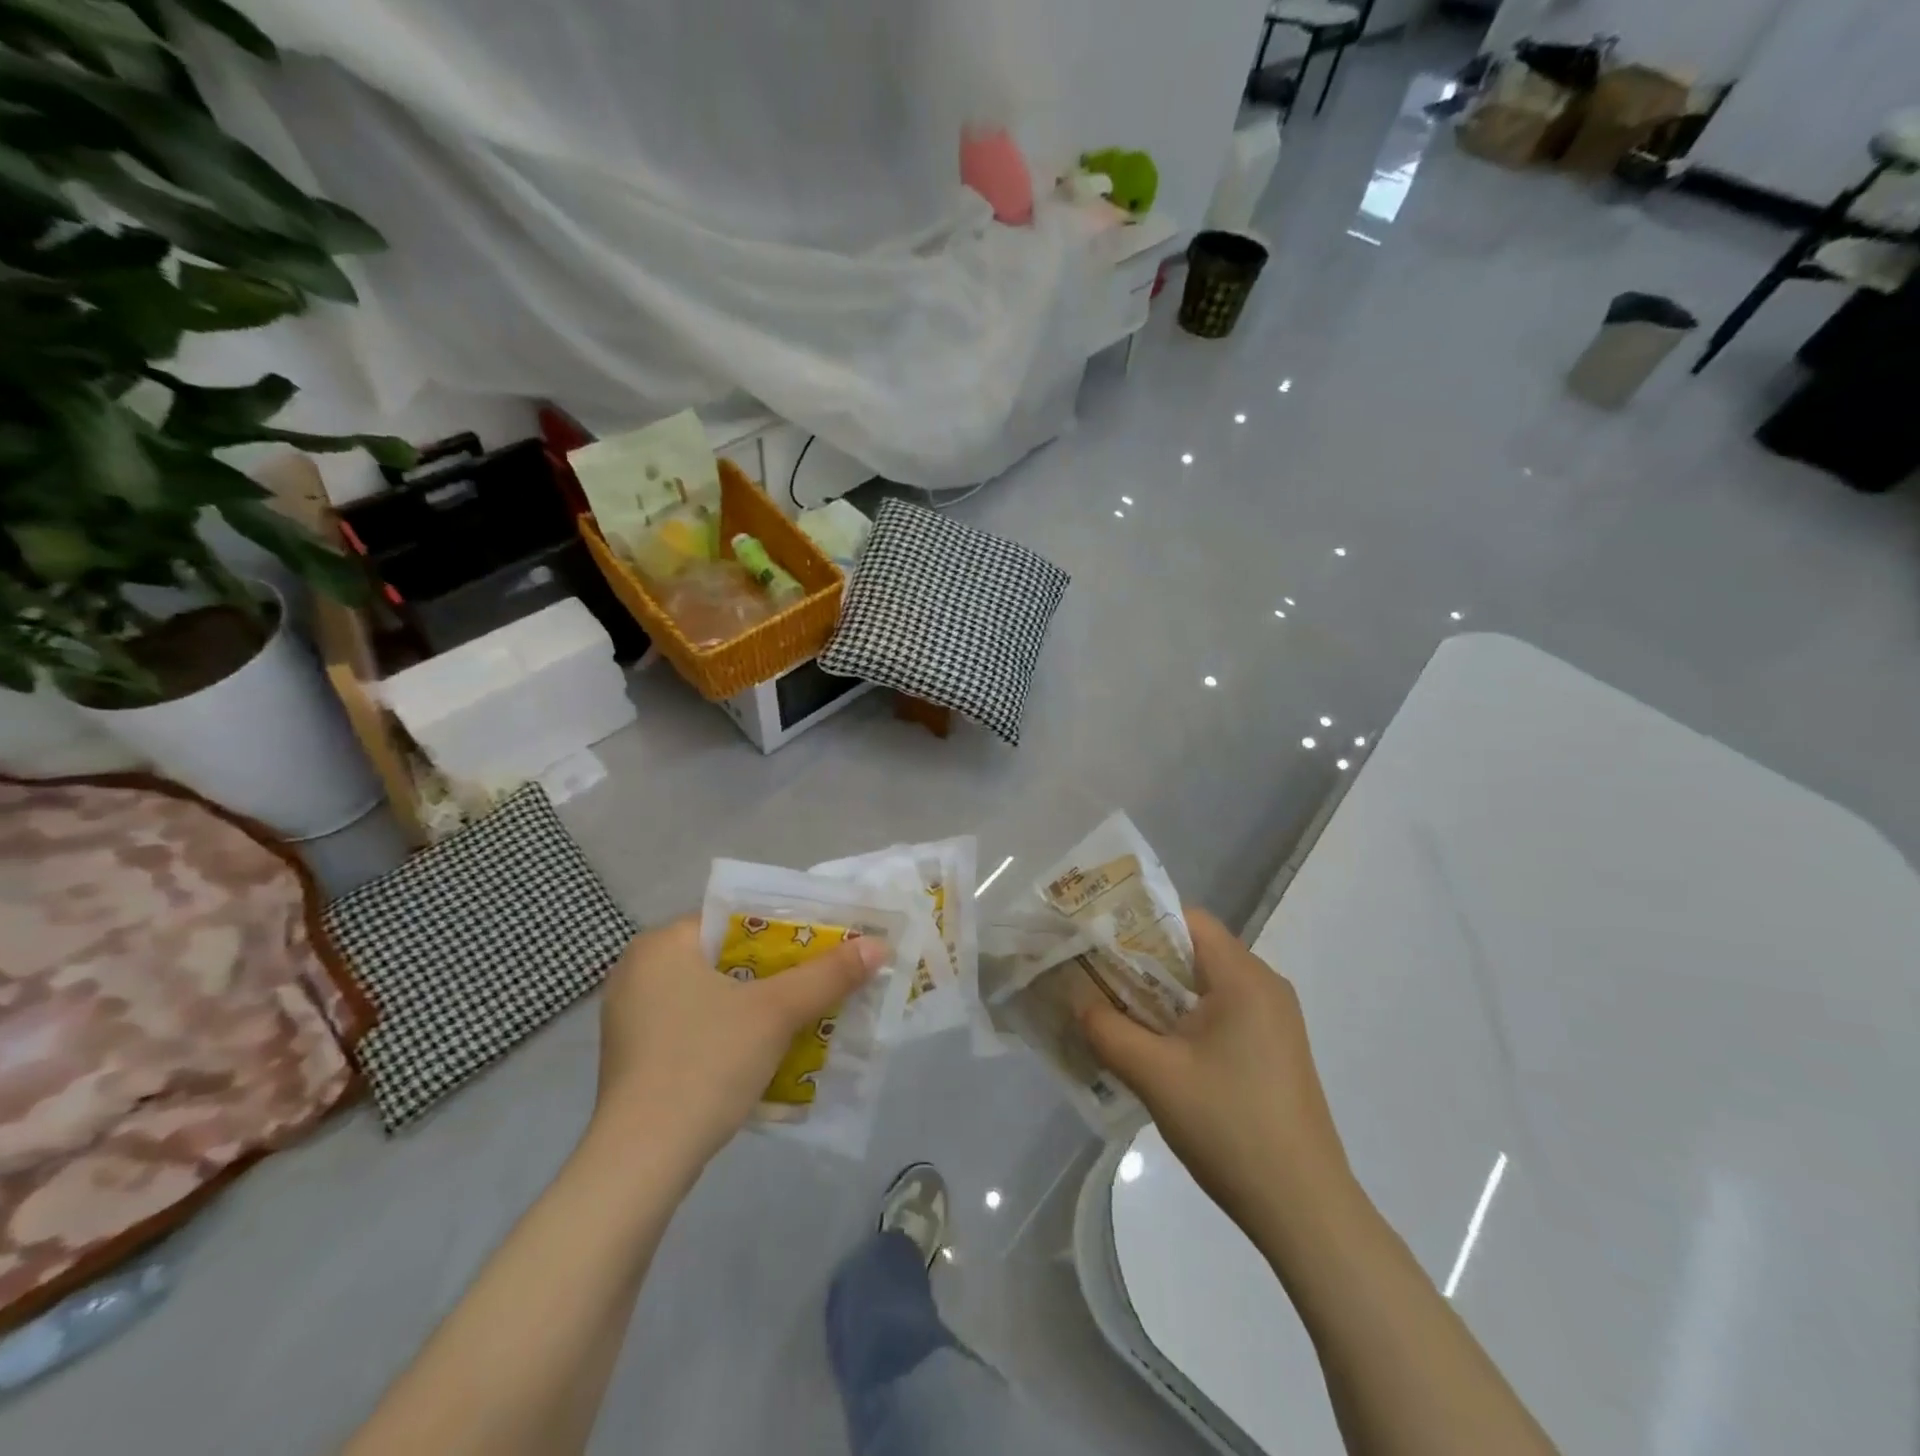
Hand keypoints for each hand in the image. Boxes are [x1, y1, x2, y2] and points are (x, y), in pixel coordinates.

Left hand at [590, 915, 884, 1167]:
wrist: (640, 1164)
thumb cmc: (705, 1064)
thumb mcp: (776, 1013)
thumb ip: (828, 975)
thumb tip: (878, 945)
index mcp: (662, 944)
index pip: (736, 918)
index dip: (789, 927)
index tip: (828, 941)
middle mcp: (640, 969)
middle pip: (728, 955)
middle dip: (780, 969)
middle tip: (824, 977)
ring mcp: (634, 1015)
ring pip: (715, 992)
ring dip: (760, 1002)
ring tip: (807, 1010)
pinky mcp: (638, 1054)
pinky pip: (698, 1023)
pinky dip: (734, 1028)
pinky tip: (767, 1046)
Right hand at [1078, 908, 1352, 1234]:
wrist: (1305, 1211)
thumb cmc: (1229, 1128)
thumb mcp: (1155, 1075)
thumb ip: (1106, 1028)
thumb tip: (1076, 999)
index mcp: (1244, 978)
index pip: (1186, 919)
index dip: (1138, 922)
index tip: (1097, 941)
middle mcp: (1265, 986)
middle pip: (1194, 949)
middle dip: (1142, 960)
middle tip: (1095, 976)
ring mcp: (1275, 1020)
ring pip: (1205, 984)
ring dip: (1161, 992)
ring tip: (1115, 1011)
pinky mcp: (1274, 1050)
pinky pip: (1221, 1012)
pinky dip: (1185, 1016)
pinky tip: (1156, 1047)